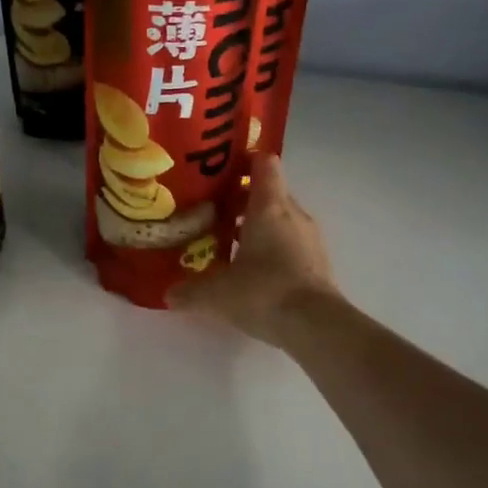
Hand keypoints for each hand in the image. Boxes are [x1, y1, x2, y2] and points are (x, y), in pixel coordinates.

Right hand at [169, 154, 339, 346]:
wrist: (316, 326)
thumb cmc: (264, 292)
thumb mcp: (216, 294)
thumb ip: (190, 291)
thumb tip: (169, 295)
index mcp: (269, 207)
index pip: (264, 163)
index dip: (244, 161)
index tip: (221, 171)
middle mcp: (293, 214)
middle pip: (269, 193)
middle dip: (242, 200)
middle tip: (213, 214)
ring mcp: (310, 238)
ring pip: (281, 219)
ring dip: (258, 226)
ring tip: (229, 244)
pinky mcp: (318, 262)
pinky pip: (291, 242)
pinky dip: (273, 248)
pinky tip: (253, 271)